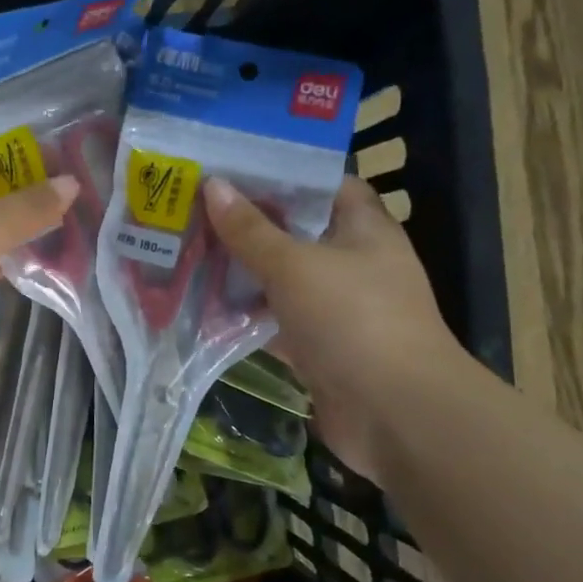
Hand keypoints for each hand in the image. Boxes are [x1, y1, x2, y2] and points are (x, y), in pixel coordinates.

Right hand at [202, 175, 461, 481]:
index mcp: (363, 229)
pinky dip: (243, 316)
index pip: (322, 185)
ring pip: (279, 279)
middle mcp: (352, 263)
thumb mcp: (294, 265)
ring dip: (240, 272)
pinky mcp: (318, 346)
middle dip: (246, 224)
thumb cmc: (352, 319)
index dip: (280, 173)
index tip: (230, 168)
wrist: (395, 413)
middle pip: (293, 232)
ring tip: (186, 252)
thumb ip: (250, 230)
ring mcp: (336, 308)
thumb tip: (213, 185)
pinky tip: (201, 307)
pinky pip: (273, 321)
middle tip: (192, 209)